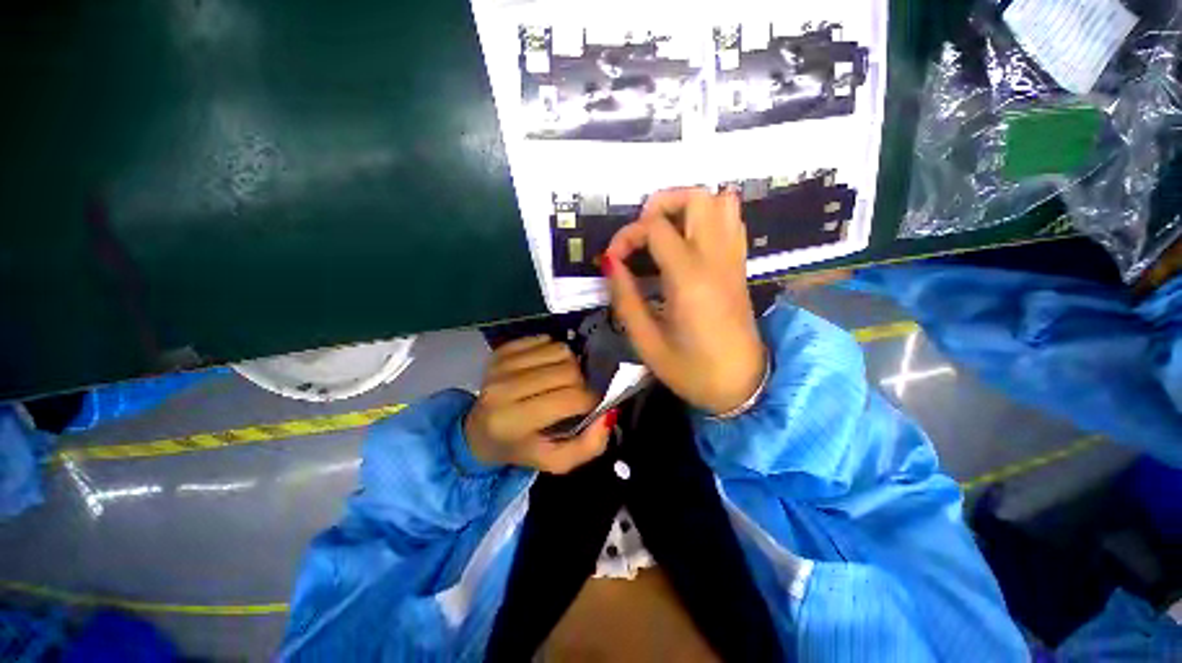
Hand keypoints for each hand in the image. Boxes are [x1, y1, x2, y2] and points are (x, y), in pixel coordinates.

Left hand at [465, 336, 613, 473]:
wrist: (480, 432)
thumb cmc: (521, 448)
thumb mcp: (555, 460)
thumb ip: (588, 445)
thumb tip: (609, 413)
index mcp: (514, 421)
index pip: (570, 398)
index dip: (590, 401)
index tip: (590, 406)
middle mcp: (504, 389)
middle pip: (568, 370)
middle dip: (581, 382)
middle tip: (575, 394)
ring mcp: (501, 365)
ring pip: (559, 350)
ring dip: (570, 364)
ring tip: (561, 380)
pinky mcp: (501, 350)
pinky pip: (545, 339)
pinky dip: (554, 352)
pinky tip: (547, 368)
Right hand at [603, 188, 765, 414]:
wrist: (743, 386)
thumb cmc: (692, 370)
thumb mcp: (646, 342)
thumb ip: (625, 298)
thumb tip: (610, 263)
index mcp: (689, 279)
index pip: (655, 227)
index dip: (627, 236)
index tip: (613, 259)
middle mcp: (716, 259)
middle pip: (697, 196)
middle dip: (661, 203)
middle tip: (641, 232)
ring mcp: (733, 259)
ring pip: (721, 201)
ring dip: (687, 206)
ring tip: (664, 232)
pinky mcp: (740, 266)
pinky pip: (731, 221)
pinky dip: (708, 217)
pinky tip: (688, 243)